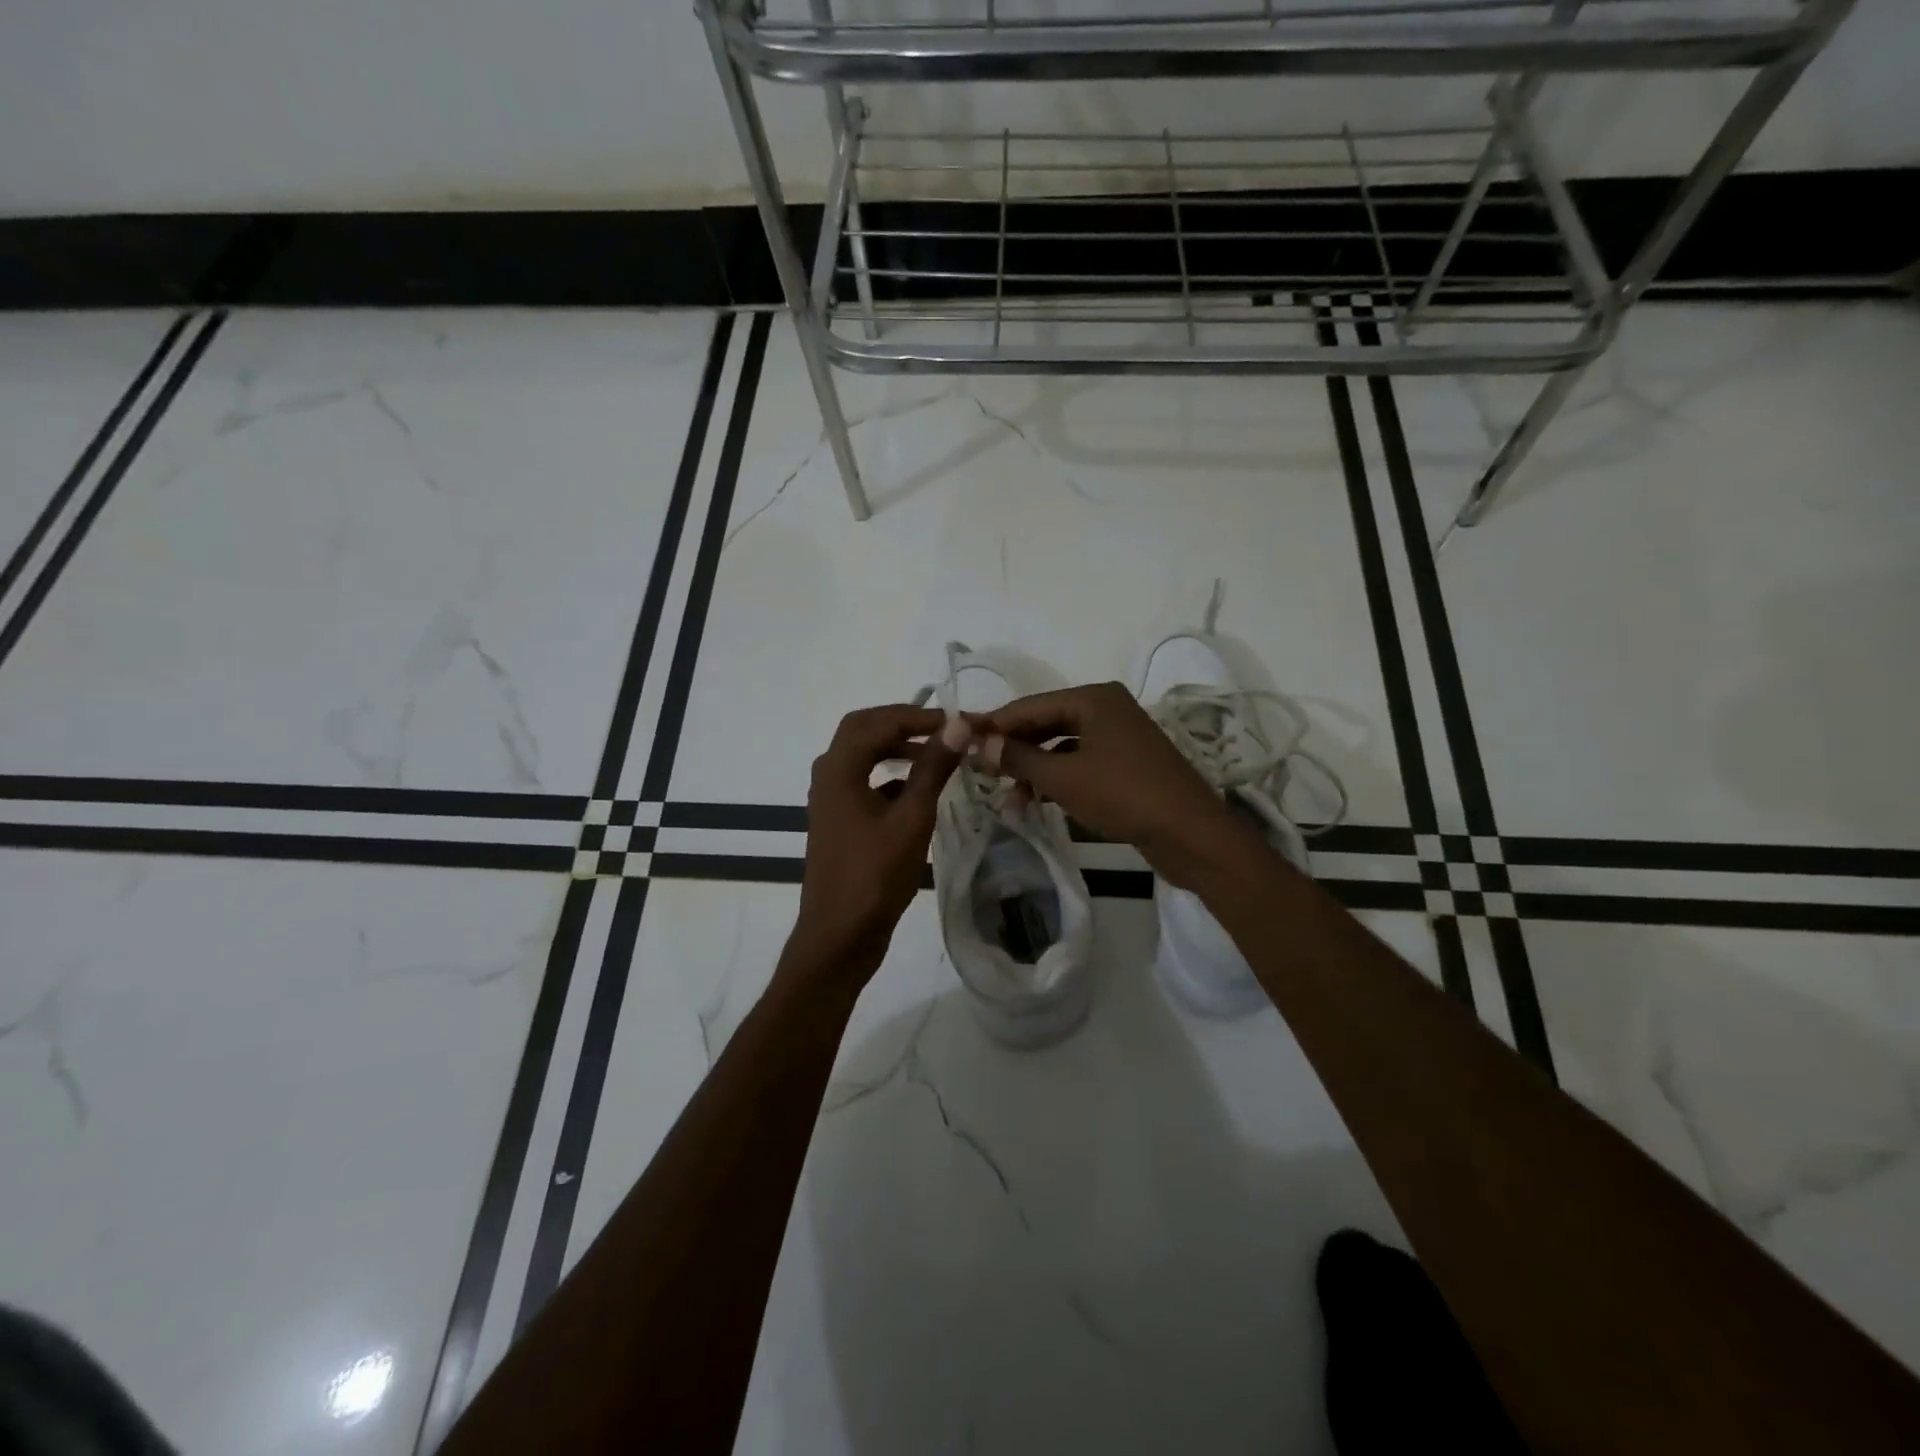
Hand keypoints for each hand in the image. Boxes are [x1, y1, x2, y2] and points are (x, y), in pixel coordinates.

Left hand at [782, 704, 968, 992]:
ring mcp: (831, 800)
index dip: (918, 715)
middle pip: (864, 731)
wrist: (839, 935)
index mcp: (839, 768)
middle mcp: (829, 776)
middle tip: (943, 730)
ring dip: (897, 749)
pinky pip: (864, 783)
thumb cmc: (875, 875)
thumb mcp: (912, 818)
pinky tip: (920, 792)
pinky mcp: (839, 821)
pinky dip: (891, 777)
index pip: (878, 721)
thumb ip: (933, 768)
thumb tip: (957, 725)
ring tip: (937, 755)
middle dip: (904, 725)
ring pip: (864, 757)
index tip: (956, 722)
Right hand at [974, 682, 1248, 889]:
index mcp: (1094, 698)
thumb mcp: (1063, 777)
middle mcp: (1107, 708)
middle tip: (978, 769)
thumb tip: (978, 744)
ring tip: (1006, 797)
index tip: (959, 738)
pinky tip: (1036, 802)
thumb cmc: (1123, 795)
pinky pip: (1080, 762)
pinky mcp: (1127, 763)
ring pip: (1062, 746)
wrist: (1190, 834)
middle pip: (1046, 723)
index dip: (994, 724)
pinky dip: (1057, 779)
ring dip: (1033, 769)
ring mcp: (1120, 736)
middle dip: (1013, 749)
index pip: (1030, 706)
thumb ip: (1018, 757)